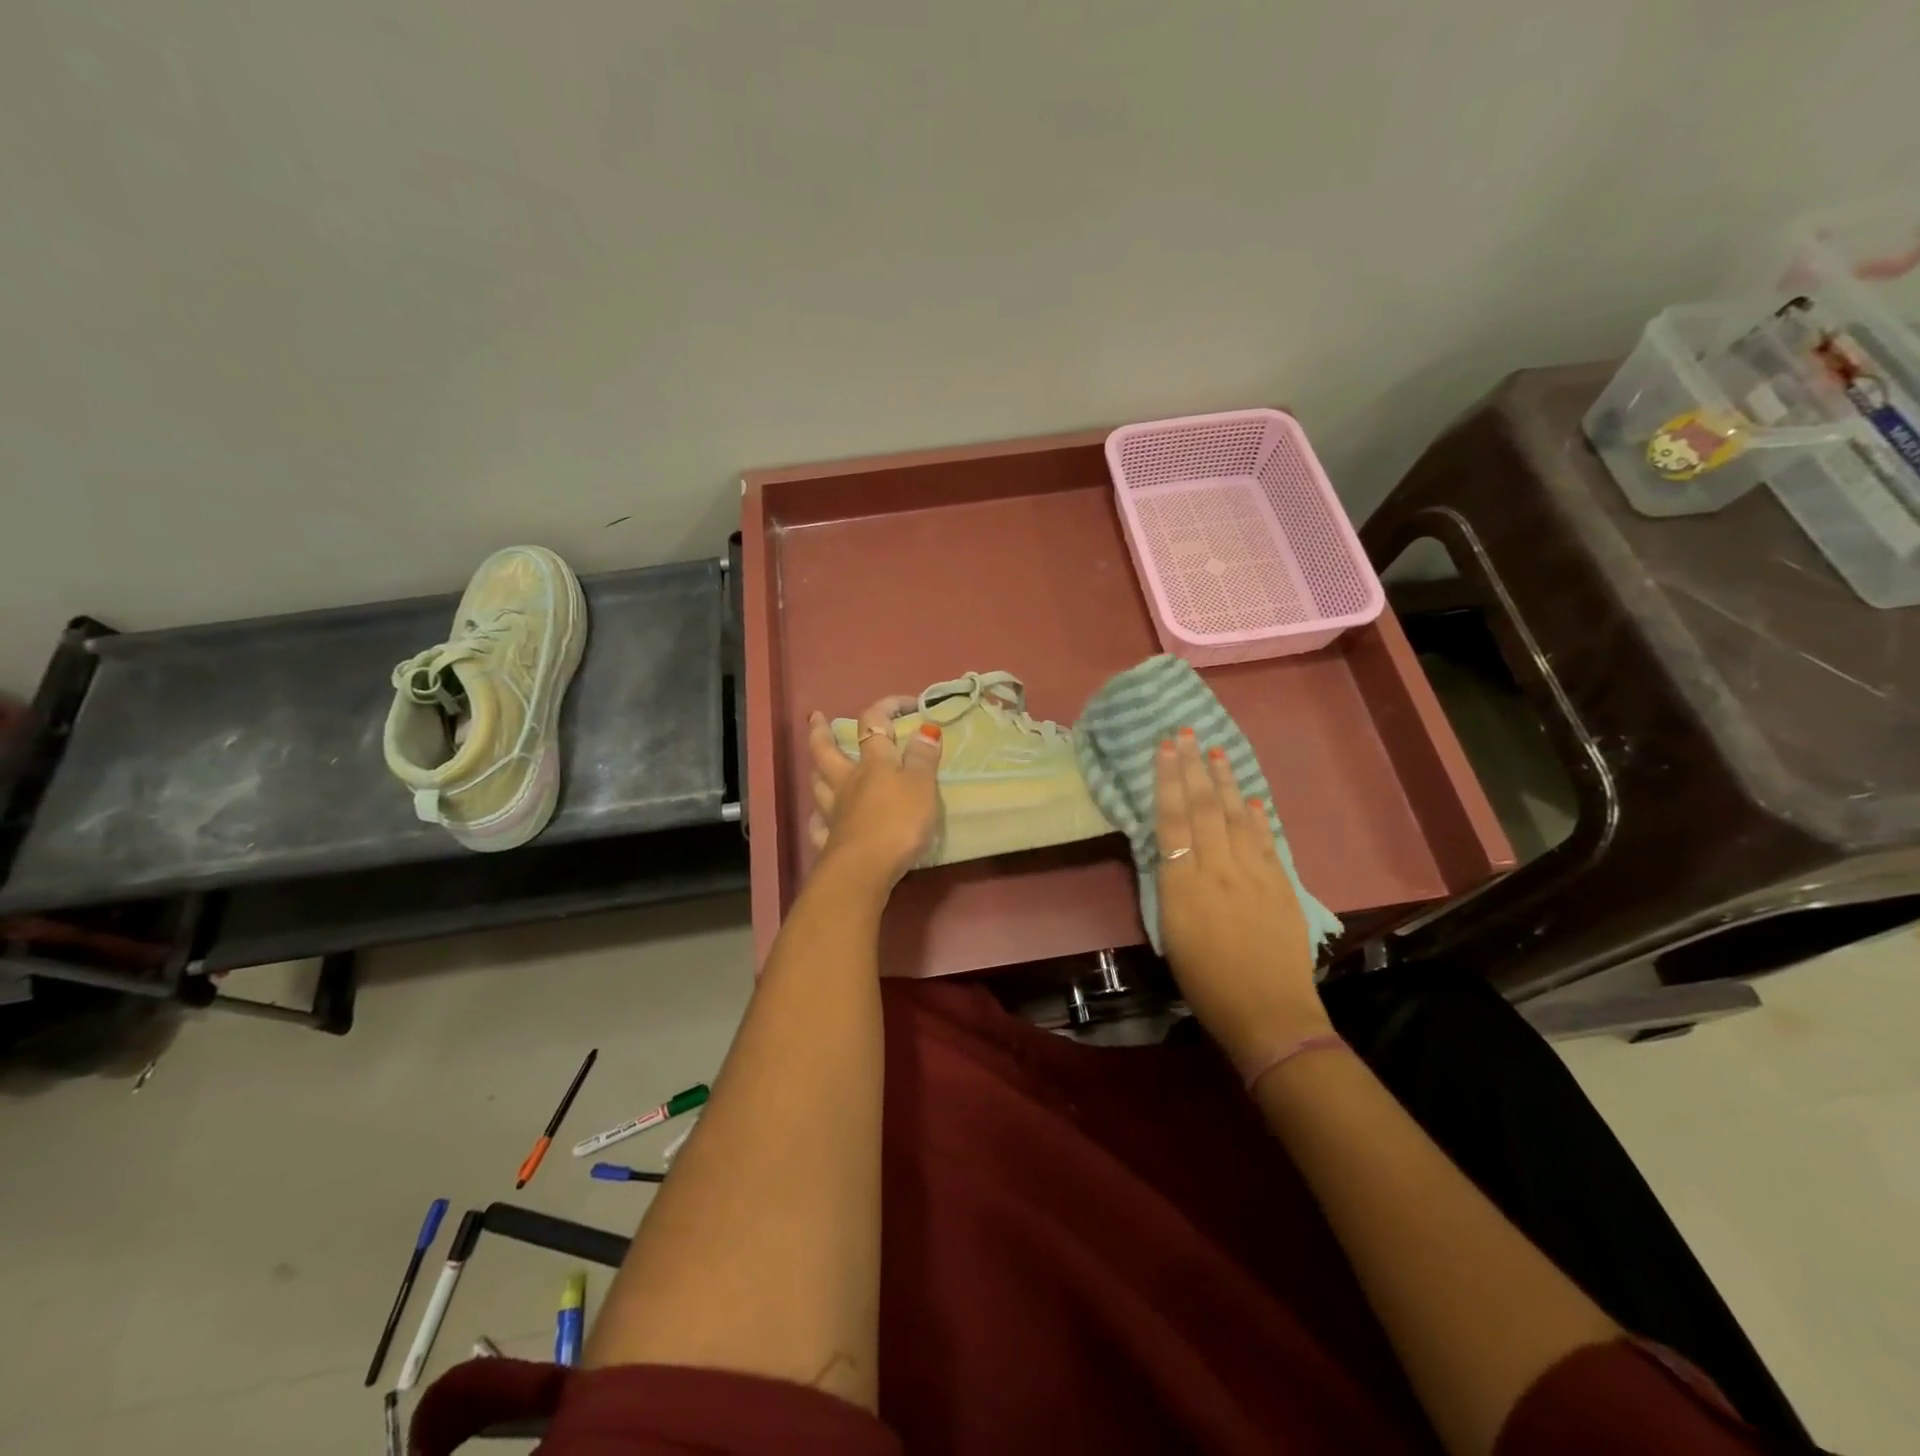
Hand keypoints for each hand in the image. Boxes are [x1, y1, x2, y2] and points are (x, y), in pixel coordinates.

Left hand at [805, 697, 942, 888]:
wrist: (865, 869)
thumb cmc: (898, 822)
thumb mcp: (921, 786)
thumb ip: (923, 757)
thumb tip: (925, 727)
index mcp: (873, 764)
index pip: (874, 724)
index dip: (887, 707)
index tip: (907, 703)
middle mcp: (848, 782)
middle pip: (827, 751)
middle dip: (822, 732)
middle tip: (816, 718)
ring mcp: (834, 812)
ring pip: (818, 785)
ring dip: (818, 772)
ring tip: (818, 766)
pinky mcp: (830, 841)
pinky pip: (819, 825)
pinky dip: (819, 818)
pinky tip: (821, 818)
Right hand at [1155, 729, 1329, 1077]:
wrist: (1269, 1014)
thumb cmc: (1206, 983)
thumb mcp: (1171, 935)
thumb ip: (1171, 887)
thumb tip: (1170, 851)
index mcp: (1185, 885)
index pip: (1173, 820)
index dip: (1168, 780)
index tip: (1164, 748)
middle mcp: (1219, 870)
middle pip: (1204, 809)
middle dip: (1193, 768)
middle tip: (1185, 733)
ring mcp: (1255, 874)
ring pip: (1236, 817)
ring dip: (1225, 782)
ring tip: (1215, 751)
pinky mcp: (1282, 885)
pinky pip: (1267, 841)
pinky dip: (1258, 816)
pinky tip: (1251, 798)